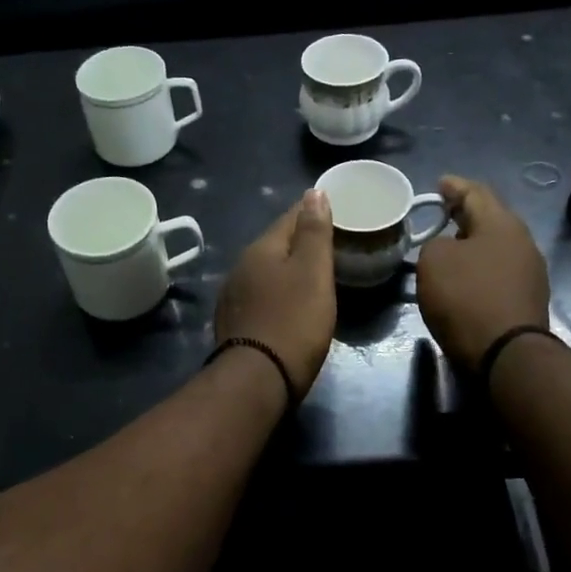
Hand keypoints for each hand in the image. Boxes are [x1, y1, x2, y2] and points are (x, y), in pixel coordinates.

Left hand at [214, 190, 336, 399]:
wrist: (257, 379)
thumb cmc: (294, 320)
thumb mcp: (313, 272)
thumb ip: (314, 231)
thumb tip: (314, 192)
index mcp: (261, 248)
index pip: (290, 217)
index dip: (314, 212)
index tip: (337, 213)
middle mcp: (241, 266)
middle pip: (277, 244)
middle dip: (301, 241)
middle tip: (332, 245)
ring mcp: (234, 295)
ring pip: (267, 270)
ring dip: (288, 268)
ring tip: (314, 274)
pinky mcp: (234, 322)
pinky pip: (261, 295)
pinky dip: (278, 292)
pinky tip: (290, 303)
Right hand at [416, 175, 550, 370]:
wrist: (506, 354)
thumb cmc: (466, 298)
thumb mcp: (433, 261)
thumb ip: (436, 244)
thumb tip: (449, 250)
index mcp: (502, 223)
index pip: (476, 192)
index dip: (454, 186)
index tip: (439, 183)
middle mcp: (522, 242)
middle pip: (490, 218)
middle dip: (465, 214)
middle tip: (441, 213)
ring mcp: (530, 272)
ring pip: (496, 246)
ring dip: (473, 243)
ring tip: (448, 246)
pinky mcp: (527, 299)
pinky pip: (498, 271)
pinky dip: (480, 267)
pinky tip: (464, 277)